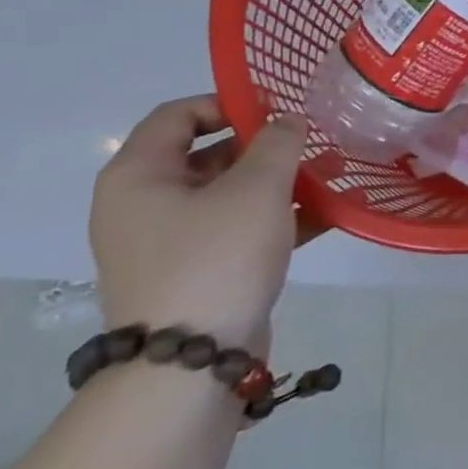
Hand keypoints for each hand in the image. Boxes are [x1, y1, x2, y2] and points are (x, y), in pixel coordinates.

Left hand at [90, 95, 306, 352]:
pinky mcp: (195, 273)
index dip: (229, 102)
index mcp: (139, 176)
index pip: (178, 114)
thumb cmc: (217, 258)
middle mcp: (144, 205)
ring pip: (228, 194)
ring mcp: (168, 243)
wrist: (191, 366)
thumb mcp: (257, 188)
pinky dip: (274, 218)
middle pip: (207, 154)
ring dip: (277, 182)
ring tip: (328, 174)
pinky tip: (325, 214)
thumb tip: (288, 122)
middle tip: (310, 142)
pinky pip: (236, 230)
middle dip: (263, 146)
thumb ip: (278, 143)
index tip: (278, 109)